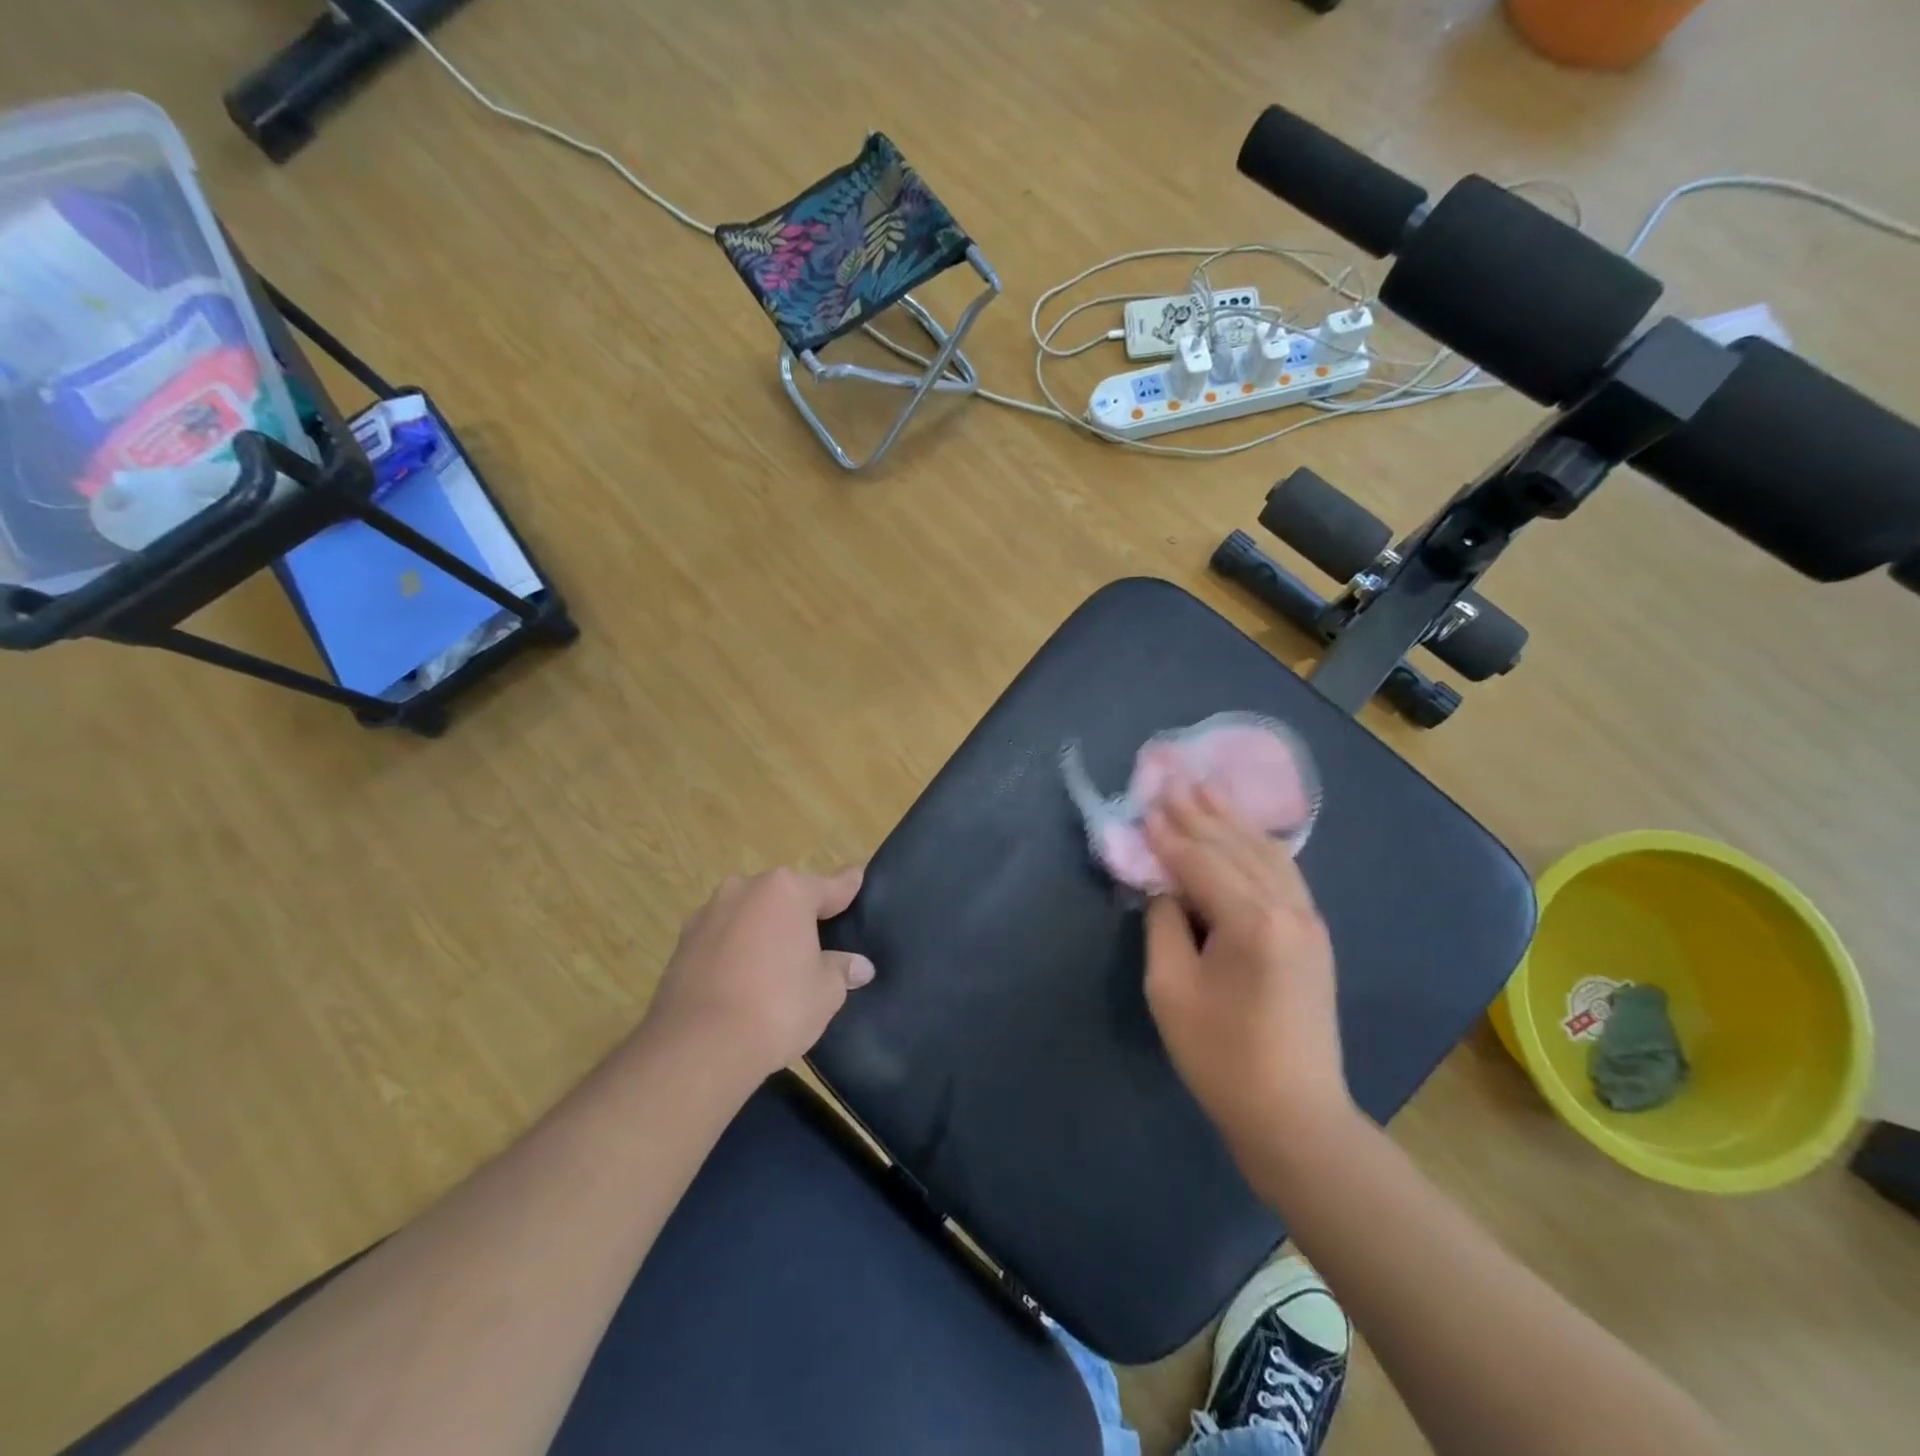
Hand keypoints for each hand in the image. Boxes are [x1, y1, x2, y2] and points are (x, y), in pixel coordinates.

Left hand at [644, 866, 873, 1082]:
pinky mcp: (681, 944)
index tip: (858, 877)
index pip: (831, 886)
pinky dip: (734, 951)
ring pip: (749, 915)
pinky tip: (742, 980)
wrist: (698, 1047)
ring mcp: (708, 914)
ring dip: (762, 930)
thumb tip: (859, 966)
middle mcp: (745, 890)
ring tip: (776, 965)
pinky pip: (722, 939)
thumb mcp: (825, 992)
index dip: (848, 887)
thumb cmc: (777, 1007)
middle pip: (784, 896)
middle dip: (799, 914)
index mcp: (787, 891)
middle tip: (818, 941)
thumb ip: (841, 970)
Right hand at [1143, 783, 1351, 1151]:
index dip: (1168, 834)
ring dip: (1232, 821)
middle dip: (1200, 813)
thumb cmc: (1220, 1056)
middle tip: (1172, 779)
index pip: (1200, 861)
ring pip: (1266, 853)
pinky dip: (1259, 845)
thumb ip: (1164, 924)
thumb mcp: (1170, 988)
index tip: (1145, 804)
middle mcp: (1287, 908)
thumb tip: (1165, 888)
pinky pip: (1284, 873)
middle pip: (1235, 847)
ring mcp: (1308, 920)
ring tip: (1206, 789)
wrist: (1293, 1114)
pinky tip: (1245, 832)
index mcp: (1251, 920)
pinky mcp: (1313, 935)